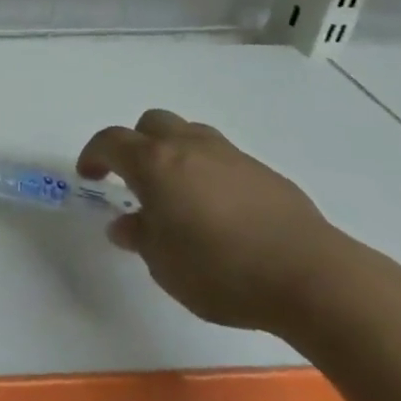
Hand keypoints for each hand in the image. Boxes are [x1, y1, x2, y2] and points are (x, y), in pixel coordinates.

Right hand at [78, 110, 343, 333]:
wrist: (312, 276)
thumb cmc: (222, 271)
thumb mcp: (164, 265)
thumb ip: (141, 237)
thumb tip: (126, 223)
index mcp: (155, 163)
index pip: (111, 141)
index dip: (94, 154)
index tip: (88, 174)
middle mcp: (188, 147)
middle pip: (152, 124)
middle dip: (136, 144)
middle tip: (134, 179)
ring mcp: (229, 155)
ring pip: (189, 134)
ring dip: (173, 153)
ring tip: (178, 191)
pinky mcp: (263, 172)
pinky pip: (221, 158)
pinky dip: (207, 171)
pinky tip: (219, 210)